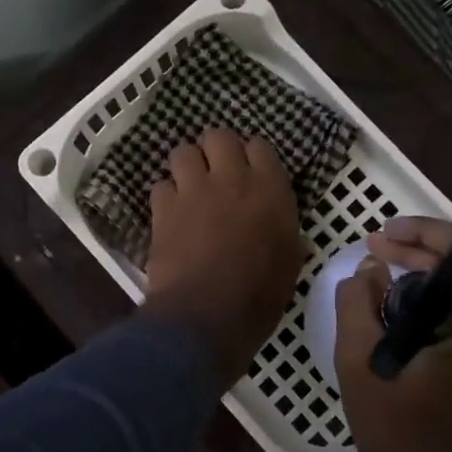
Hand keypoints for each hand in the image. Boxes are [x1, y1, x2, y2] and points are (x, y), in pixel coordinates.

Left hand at [142, 129, 304, 383]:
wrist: (207, 316)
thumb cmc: (259, 296)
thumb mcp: (290, 263)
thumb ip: (285, 232)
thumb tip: (284, 228)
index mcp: (271, 190)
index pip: (260, 147)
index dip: (252, 157)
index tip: (250, 172)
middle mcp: (232, 179)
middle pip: (219, 136)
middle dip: (216, 149)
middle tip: (216, 171)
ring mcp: (194, 190)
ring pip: (183, 152)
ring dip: (187, 166)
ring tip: (189, 186)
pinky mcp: (164, 208)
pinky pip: (161, 185)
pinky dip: (166, 195)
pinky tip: (171, 213)